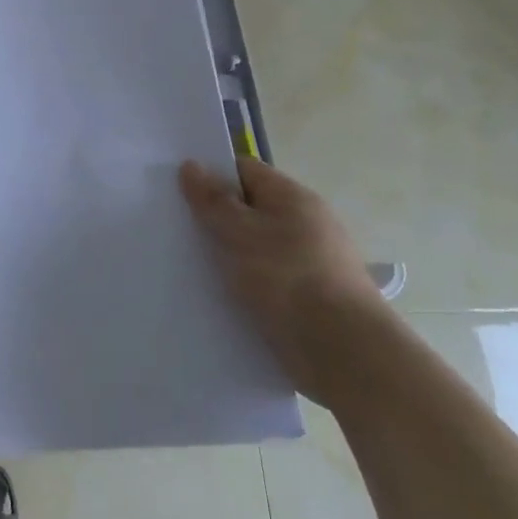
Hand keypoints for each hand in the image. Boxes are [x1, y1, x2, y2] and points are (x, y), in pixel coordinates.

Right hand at [179, 156, 391, 405]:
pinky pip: (265, 279)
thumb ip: (212, 200)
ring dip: (226, 255)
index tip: (175, 189)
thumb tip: (191, 166)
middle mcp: (304, 223)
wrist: (344, 352)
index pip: (244, 170)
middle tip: (174, 227)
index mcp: (292, 197)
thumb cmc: (288, 279)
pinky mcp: (307, 298)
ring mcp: (308, 262)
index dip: (210, 174)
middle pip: (249, 208)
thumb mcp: (239, 233)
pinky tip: (217, 296)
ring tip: (186, 265)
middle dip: (214, 217)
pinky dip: (242, 284)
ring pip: (255, 247)